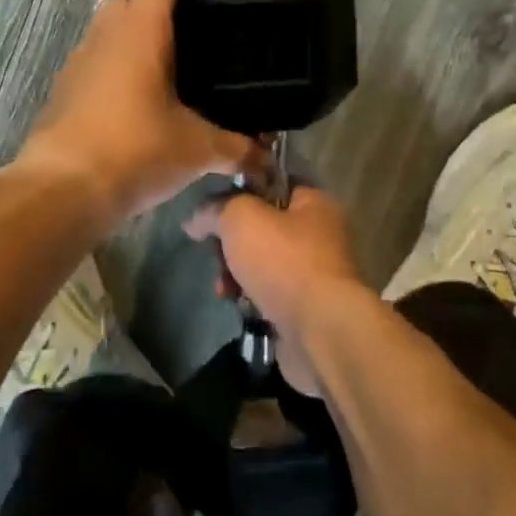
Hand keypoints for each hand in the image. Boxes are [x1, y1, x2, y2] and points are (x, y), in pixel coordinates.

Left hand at [16, 0, 267, 225]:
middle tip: (197, 16)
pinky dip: (121, 60)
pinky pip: (98, 56)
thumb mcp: (197, 150)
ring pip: (110, 22)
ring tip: (174, 58)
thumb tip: (265, 159)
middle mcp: (106, 34)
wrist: (60, 190)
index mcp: (141, 30)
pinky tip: (143, 96)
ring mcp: (80, 60)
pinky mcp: (66, 88)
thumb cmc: (134, 151)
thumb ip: (237, 147)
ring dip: (139, 26)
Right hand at [183, 186, 376, 396]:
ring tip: (224, 288)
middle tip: (215, 255)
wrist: (320, 330)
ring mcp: (314, 274)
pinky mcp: (306, 308)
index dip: (241, 192)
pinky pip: (269, 294)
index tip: (213, 208)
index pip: (273, 184)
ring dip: (236, 274)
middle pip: (263, 227)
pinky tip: (238, 306)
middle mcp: (319, 234)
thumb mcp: (241, 218)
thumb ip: (215, 209)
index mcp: (314, 203)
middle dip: (232, 242)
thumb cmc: (284, 261)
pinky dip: (251, 299)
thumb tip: (195, 220)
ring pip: (262, 263)